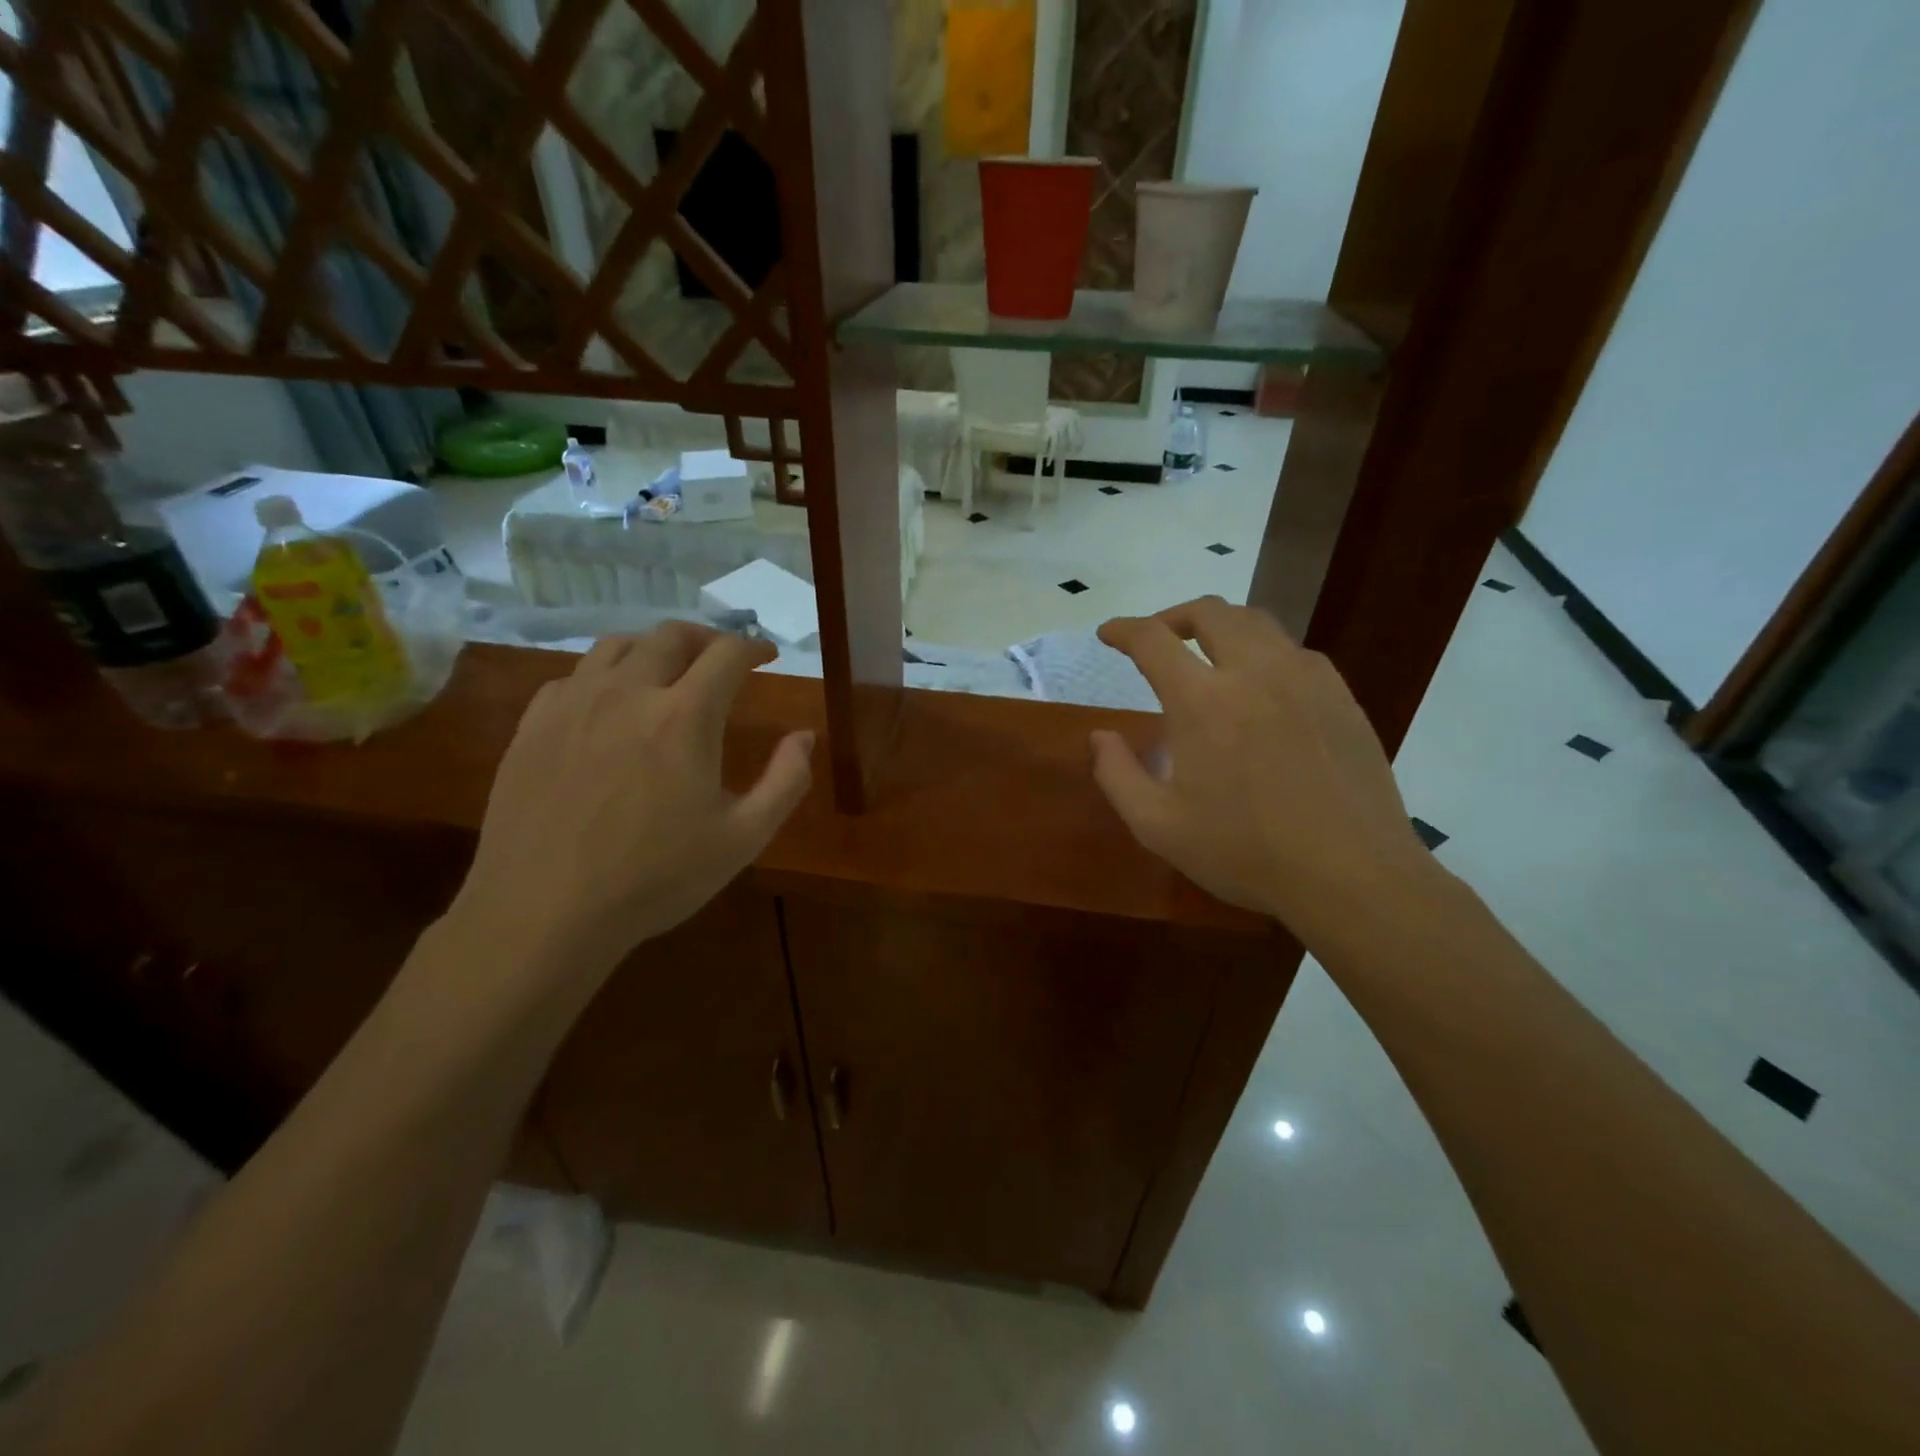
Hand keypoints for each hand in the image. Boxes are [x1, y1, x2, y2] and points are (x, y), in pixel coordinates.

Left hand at [450, 623, 813, 979]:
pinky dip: (604, 676)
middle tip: (721, 661)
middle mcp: (629, 691)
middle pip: (672, 635)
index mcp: (685, 716)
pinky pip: (574, 676)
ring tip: (666, 674)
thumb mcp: (743, 838)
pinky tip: (609, 707)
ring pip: (618, 645)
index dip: (754, 647)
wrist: (544, 912)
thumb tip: (804, 736)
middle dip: (706, 639)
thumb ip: (786, 781)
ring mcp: (574, 703)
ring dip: (654, 650)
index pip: (728, 653)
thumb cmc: (656, 878)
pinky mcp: (534, 724)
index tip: (767, 656)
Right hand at [1090, 597, 1433, 942]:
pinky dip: (1262, 652)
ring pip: (1256, 623)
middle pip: (1210, 612)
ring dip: (1219, 628)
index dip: (1122, 629)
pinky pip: (1293, 652)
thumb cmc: (1244, 852)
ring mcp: (1305, 679)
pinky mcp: (1340, 695)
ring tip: (1206, 655)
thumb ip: (1116, 774)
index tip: (1108, 634)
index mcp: (1203, 701)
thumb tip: (1100, 736)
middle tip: (1157, 640)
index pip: (1152, 640)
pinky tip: (1260, 689)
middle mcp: (1254, 672)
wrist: (1351, 875)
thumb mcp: (1157, 826)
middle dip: (1173, 616)